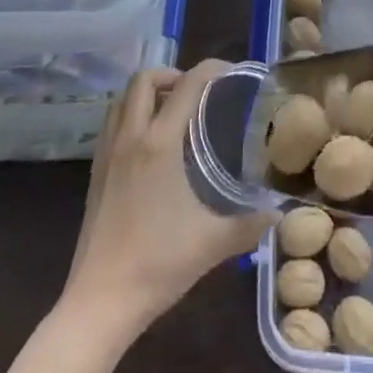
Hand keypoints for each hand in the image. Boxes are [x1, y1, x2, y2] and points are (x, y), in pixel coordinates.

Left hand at [63, 60, 275, 332]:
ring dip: (147, 93)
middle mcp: (130, 137)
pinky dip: (132, 116)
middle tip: (198, 93)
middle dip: (172, 74)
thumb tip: (278, 213)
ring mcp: (107, 154)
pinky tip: (151, 146)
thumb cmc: (158, 264)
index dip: (211, 69)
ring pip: (122, 99)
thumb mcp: (213, 242)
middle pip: (143, 79)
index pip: (187, 84)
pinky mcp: (95, 174)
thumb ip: (250, 224)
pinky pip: (112, 124)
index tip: (232, 74)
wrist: (100, 303)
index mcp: (159, 142)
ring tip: (173, 112)